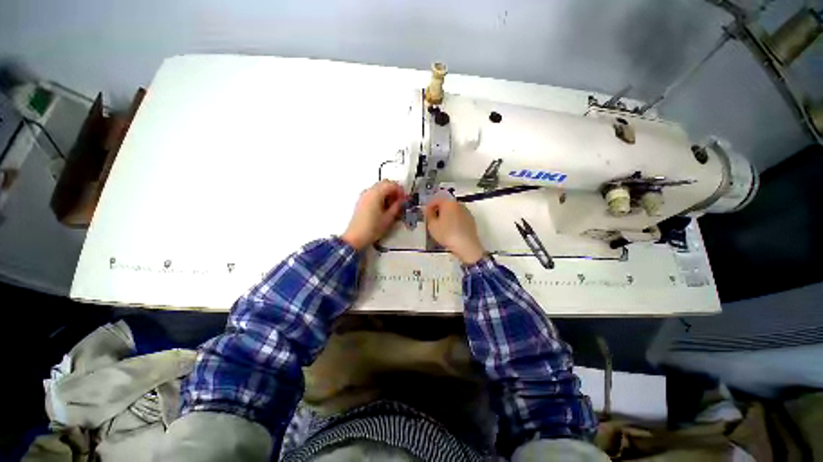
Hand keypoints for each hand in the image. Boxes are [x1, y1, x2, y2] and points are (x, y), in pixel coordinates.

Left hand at [341, 180, 406, 249]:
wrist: (355, 237)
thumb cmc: (373, 228)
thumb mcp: (389, 218)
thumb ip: (397, 206)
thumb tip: (403, 200)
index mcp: (376, 193)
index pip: (392, 184)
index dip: (401, 190)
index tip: (405, 199)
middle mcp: (369, 191)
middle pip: (384, 183)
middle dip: (394, 190)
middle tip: (400, 201)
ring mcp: (363, 195)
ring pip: (379, 188)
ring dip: (387, 193)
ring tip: (392, 206)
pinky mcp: (361, 201)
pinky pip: (373, 193)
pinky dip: (381, 196)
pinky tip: (383, 208)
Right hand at [424, 198, 485, 264]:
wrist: (466, 246)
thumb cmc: (447, 234)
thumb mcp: (432, 225)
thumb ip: (429, 214)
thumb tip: (429, 209)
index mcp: (448, 202)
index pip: (436, 199)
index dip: (429, 206)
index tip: (425, 214)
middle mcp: (458, 204)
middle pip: (445, 203)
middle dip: (438, 210)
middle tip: (432, 220)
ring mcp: (466, 211)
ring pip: (453, 210)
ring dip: (446, 215)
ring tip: (441, 226)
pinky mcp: (471, 219)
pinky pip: (459, 216)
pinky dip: (453, 220)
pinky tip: (451, 229)